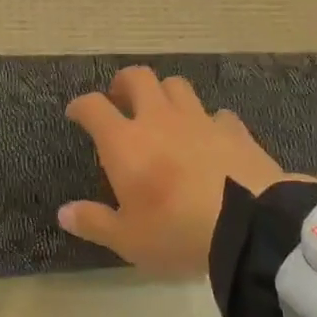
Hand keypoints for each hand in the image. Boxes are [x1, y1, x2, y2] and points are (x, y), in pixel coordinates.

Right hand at [58, 66, 316, 276]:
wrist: (252, 227)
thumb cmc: (176, 232)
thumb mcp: (128, 239)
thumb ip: (94, 222)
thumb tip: (64, 213)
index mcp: (125, 142)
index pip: (93, 107)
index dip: (80, 106)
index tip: (77, 114)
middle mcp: (159, 120)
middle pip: (138, 78)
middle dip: (123, 84)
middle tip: (120, 100)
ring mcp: (200, 120)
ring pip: (177, 86)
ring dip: (164, 94)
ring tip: (163, 114)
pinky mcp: (236, 131)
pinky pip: (217, 114)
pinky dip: (208, 121)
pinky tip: (210, 138)